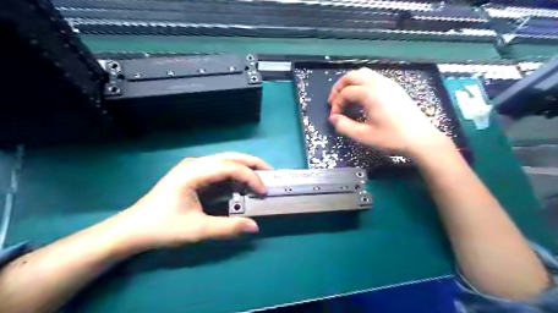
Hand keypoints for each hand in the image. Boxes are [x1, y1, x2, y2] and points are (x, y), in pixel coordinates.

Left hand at [106, 151, 272, 253]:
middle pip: (230, 156)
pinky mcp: (194, 174)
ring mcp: (194, 167)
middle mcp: (195, 164)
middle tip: (272, 174)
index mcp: (193, 172)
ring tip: (261, 178)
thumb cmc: (162, 228)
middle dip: (253, 163)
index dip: (250, 177)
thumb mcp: (197, 230)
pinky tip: (243, 185)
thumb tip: (255, 227)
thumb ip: (227, 228)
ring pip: (226, 161)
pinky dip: (235, 175)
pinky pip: (219, 170)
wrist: (132, 229)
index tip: (264, 191)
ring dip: (245, 168)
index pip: (229, 167)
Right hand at [328, 67, 452, 156]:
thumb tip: (333, 118)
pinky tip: (361, 98)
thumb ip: (344, 126)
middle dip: (339, 87)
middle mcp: (378, 83)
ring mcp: (388, 83)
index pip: (345, 92)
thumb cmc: (391, 137)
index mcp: (370, 93)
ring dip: (350, 83)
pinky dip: (361, 83)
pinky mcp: (394, 87)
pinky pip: (372, 77)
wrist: (419, 138)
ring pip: (363, 73)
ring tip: (345, 98)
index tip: (335, 117)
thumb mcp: (363, 136)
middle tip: (334, 102)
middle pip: (352, 76)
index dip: (336, 104)